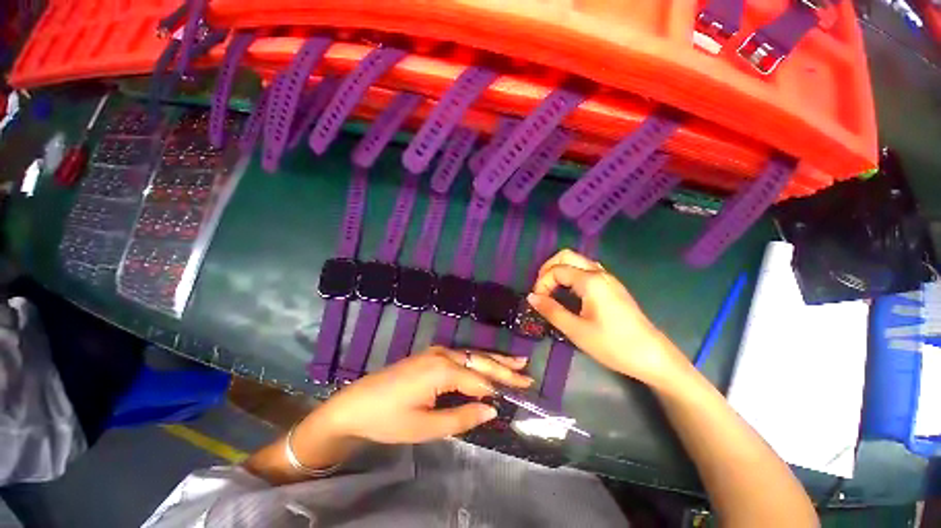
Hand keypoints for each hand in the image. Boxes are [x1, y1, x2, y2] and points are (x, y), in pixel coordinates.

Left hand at [317, 347, 532, 443]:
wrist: (356, 404)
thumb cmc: (389, 419)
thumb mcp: (426, 427)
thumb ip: (462, 417)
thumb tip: (492, 410)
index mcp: (442, 370)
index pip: (479, 379)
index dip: (499, 388)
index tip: (522, 392)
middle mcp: (443, 354)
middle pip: (479, 361)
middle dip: (504, 368)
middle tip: (527, 373)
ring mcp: (436, 352)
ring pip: (472, 355)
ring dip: (494, 360)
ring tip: (517, 363)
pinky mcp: (431, 355)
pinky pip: (461, 356)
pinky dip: (478, 360)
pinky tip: (487, 363)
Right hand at [527, 249, 689, 387]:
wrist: (653, 356)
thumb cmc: (613, 345)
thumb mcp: (576, 331)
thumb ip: (551, 311)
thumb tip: (531, 297)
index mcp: (590, 281)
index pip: (556, 270)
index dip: (541, 283)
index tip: (537, 302)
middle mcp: (599, 273)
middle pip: (566, 256)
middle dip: (548, 268)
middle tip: (541, 289)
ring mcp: (608, 278)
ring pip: (577, 261)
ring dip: (560, 270)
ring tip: (551, 290)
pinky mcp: (612, 286)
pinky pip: (586, 270)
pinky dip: (571, 275)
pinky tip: (568, 293)